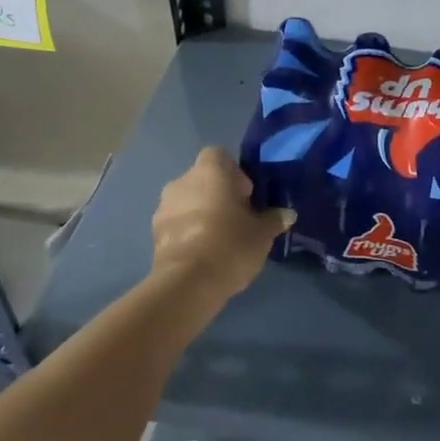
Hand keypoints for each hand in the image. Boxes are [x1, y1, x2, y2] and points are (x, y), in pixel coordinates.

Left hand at [151, 148, 293, 303]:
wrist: (188, 284)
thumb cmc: (230, 245)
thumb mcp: (262, 233)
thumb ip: (273, 219)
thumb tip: (286, 214)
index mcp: (209, 171)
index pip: (220, 156)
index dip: (234, 174)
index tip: (246, 198)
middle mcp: (182, 181)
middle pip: (203, 180)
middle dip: (218, 196)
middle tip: (236, 220)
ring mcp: (163, 207)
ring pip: (187, 202)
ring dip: (201, 214)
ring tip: (219, 241)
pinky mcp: (153, 234)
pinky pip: (176, 225)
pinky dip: (188, 233)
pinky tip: (202, 255)